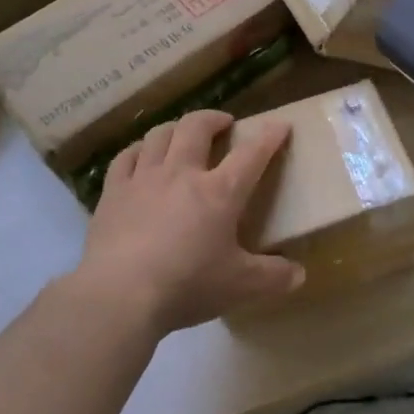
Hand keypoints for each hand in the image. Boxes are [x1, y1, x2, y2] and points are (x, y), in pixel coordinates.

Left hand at [73, 110, 302, 336]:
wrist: (120, 295)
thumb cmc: (187, 285)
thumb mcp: (240, 287)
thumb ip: (273, 277)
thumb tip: (299, 274)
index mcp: (219, 192)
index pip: (251, 154)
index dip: (269, 136)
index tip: (280, 125)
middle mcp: (182, 173)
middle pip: (197, 127)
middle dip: (214, 118)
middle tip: (224, 123)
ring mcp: (144, 178)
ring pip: (160, 134)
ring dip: (176, 128)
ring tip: (182, 134)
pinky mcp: (113, 192)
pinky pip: (126, 157)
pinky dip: (138, 150)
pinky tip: (141, 155)